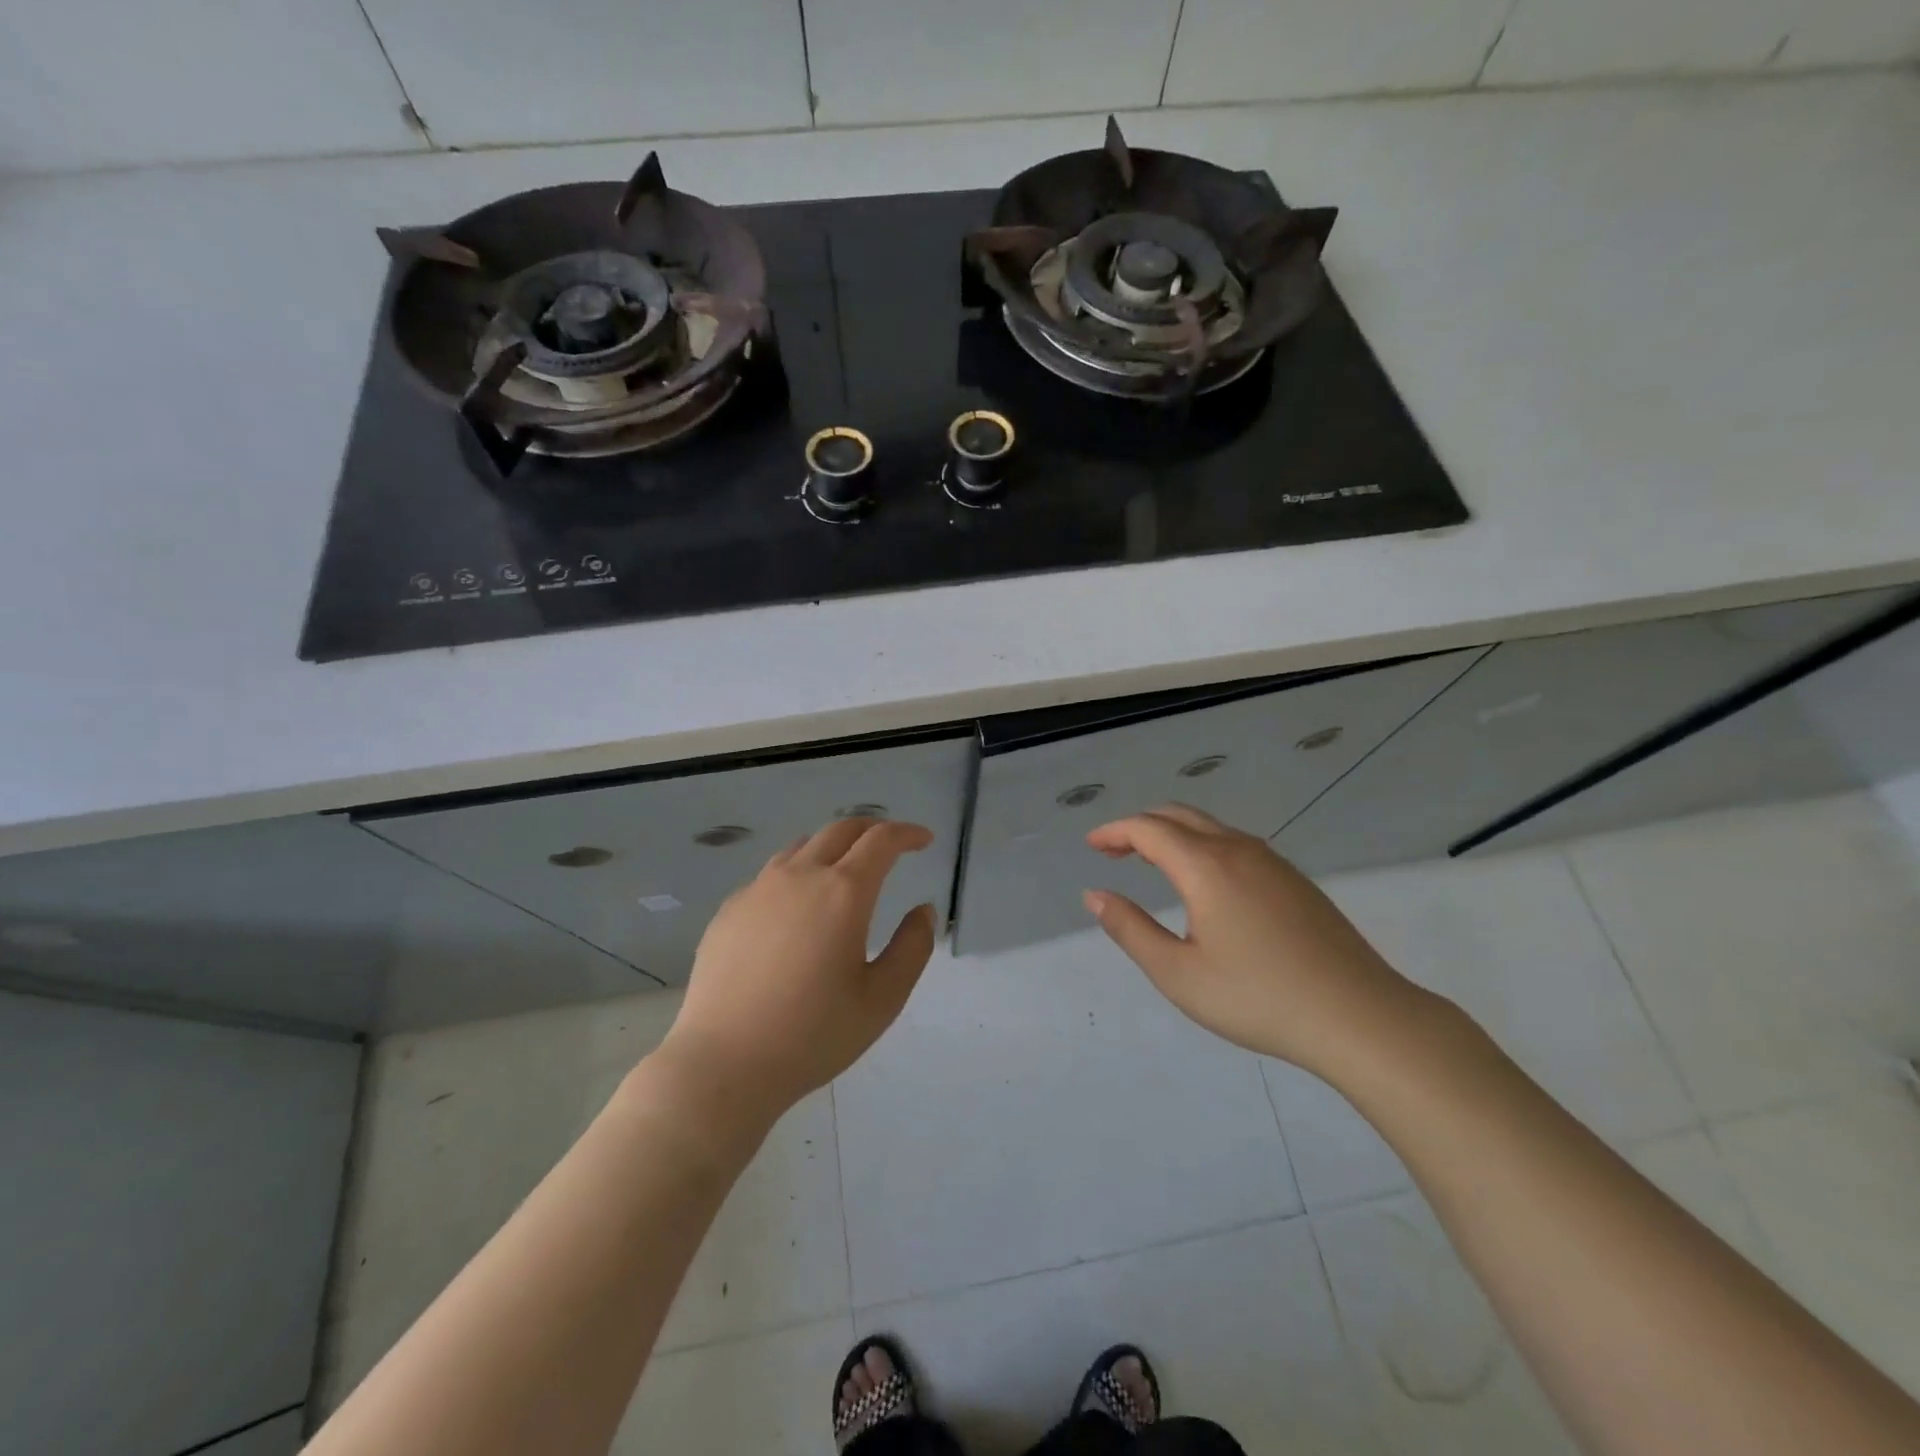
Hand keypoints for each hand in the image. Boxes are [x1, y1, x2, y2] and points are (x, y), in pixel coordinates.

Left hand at [656, 817, 937, 1129]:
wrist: (724, 1063)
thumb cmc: (813, 1034)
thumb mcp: (882, 999)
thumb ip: (912, 948)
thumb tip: (922, 911)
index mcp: (843, 892)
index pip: (881, 841)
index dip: (907, 833)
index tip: (923, 840)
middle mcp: (800, 876)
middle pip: (840, 830)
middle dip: (871, 829)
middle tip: (890, 844)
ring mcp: (758, 889)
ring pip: (802, 847)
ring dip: (832, 847)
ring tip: (844, 870)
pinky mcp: (729, 910)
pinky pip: (770, 875)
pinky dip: (797, 875)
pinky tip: (796, 909)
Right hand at [1083, 805, 1430, 1080]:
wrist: (1359, 1016)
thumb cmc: (1258, 997)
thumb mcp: (1178, 973)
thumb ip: (1131, 929)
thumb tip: (1095, 895)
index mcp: (1205, 865)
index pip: (1148, 829)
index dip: (1114, 832)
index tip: (1092, 847)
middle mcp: (1237, 849)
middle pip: (1178, 816)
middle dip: (1140, 826)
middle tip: (1114, 851)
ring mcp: (1272, 861)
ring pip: (1210, 828)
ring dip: (1173, 834)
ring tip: (1151, 862)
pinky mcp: (1294, 880)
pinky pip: (1235, 844)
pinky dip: (1202, 846)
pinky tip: (1203, 883)